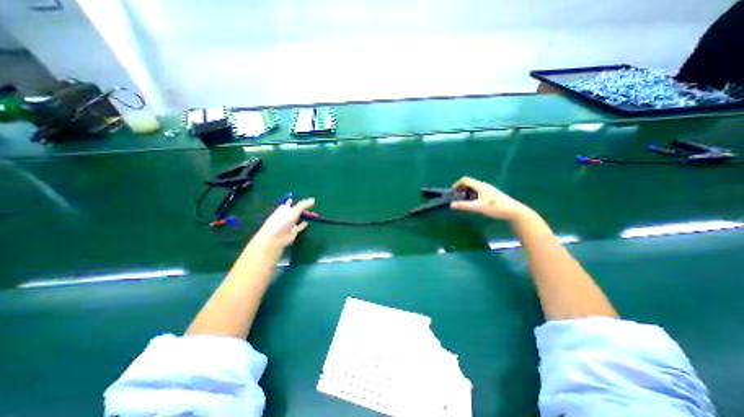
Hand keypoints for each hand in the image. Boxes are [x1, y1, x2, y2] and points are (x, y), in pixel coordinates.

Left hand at [250, 199, 312, 253]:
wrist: (276, 237)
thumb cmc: (283, 221)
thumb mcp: (294, 211)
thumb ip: (303, 205)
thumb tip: (313, 199)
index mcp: (283, 209)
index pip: (288, 203)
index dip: (291, 201)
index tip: (295, 198)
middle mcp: (286, 215)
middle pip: (293, 210)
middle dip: (298, 208)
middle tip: (307, 205)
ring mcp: (289, 224)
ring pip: (296, 218)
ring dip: (301, 216)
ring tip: (308, 213)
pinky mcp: (293, 231)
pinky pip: (299, 227)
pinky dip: (302, 225)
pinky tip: (306, 223)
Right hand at [450, 176, 531, 221]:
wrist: (514, 211)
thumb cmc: (495, 207)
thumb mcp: (478, 207)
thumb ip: (464, 205)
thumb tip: (451, 204)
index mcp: (480, 186)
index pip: (466, 180)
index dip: (457, 184)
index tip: (452, 192)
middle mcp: (484, 185)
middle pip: (469, 183)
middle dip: (461, 188)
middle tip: (456, 196)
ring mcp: (488, 189)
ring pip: (474, 187)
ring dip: (466, 191)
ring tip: (463, 200)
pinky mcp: (491, 194)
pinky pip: (478, 190)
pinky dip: (472, 194)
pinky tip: (473, 202)